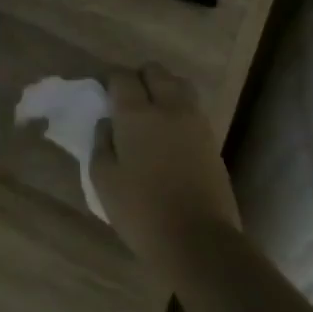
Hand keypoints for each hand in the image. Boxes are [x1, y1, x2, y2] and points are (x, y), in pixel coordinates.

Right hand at [91, 63, 239, 270]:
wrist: (198, 240)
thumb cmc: (141, 210)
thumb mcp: (103, 179)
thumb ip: (101, 142)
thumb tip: (108, 122)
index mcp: (136, 114)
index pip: (122, 77)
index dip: (109, 81)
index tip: (102, 96)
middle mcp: (168, 107)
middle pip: (155, 71)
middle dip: (138, 78)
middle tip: (126, 102)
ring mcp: (195, 122)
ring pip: (179, 85)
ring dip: (162, 89)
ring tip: (150, 114)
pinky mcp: (211, 139)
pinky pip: (192, 108)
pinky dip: (178, 109)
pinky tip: (167, 133)